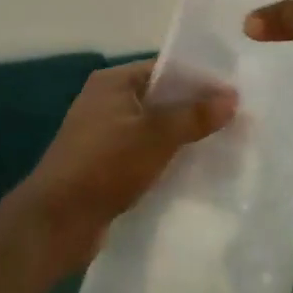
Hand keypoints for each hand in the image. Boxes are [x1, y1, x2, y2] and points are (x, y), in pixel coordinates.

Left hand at [21, 60, 236, 273]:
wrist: (56, 223)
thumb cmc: (105, 166)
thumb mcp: (156, 136)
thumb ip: (195, 115)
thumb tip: (232, 97)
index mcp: (113, 82)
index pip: (165, 69)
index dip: (200, 80)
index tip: (235, 94)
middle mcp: (106, 102)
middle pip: (162, 98)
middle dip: (196, 110)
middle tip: (236, 121)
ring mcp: (104, 134)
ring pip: (155, 128)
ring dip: (184, 137)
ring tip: (224, 145)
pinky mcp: (106, 165)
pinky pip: (145, 152)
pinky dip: (167, 158)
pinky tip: (195, 170)